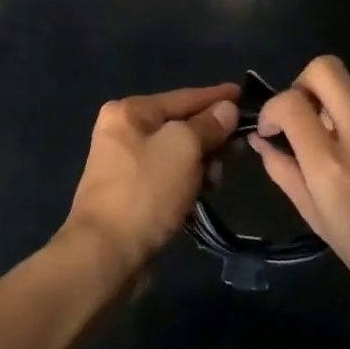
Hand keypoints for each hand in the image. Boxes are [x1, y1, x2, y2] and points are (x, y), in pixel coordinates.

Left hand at [63, 84, 238, 274]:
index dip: (216, 97)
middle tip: (238, 148)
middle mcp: (123, 131)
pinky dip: (187, 182)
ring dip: (201, 163)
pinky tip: (203, 193)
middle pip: (180, 125)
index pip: (183, 97)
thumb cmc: (146, 191)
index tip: (243, 93)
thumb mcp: (184, 148)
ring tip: (217, 179)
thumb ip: (208, 125)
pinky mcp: (131, 193)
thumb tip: (226, 108)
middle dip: (210, 137)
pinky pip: (168, 176)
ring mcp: (124, 164)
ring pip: (176, 153)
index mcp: (129, 111)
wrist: (106, 254)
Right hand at [252, 56, 349, 345]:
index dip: (272, 108)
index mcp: (332, 167)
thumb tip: (263, 141)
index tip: (273, 129)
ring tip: (343, 153)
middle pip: (325, 69)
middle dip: (304, 83)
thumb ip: (286, 174)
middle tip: (303, 115)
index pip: (291, 103)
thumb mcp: (320, 224)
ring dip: (337, 111)